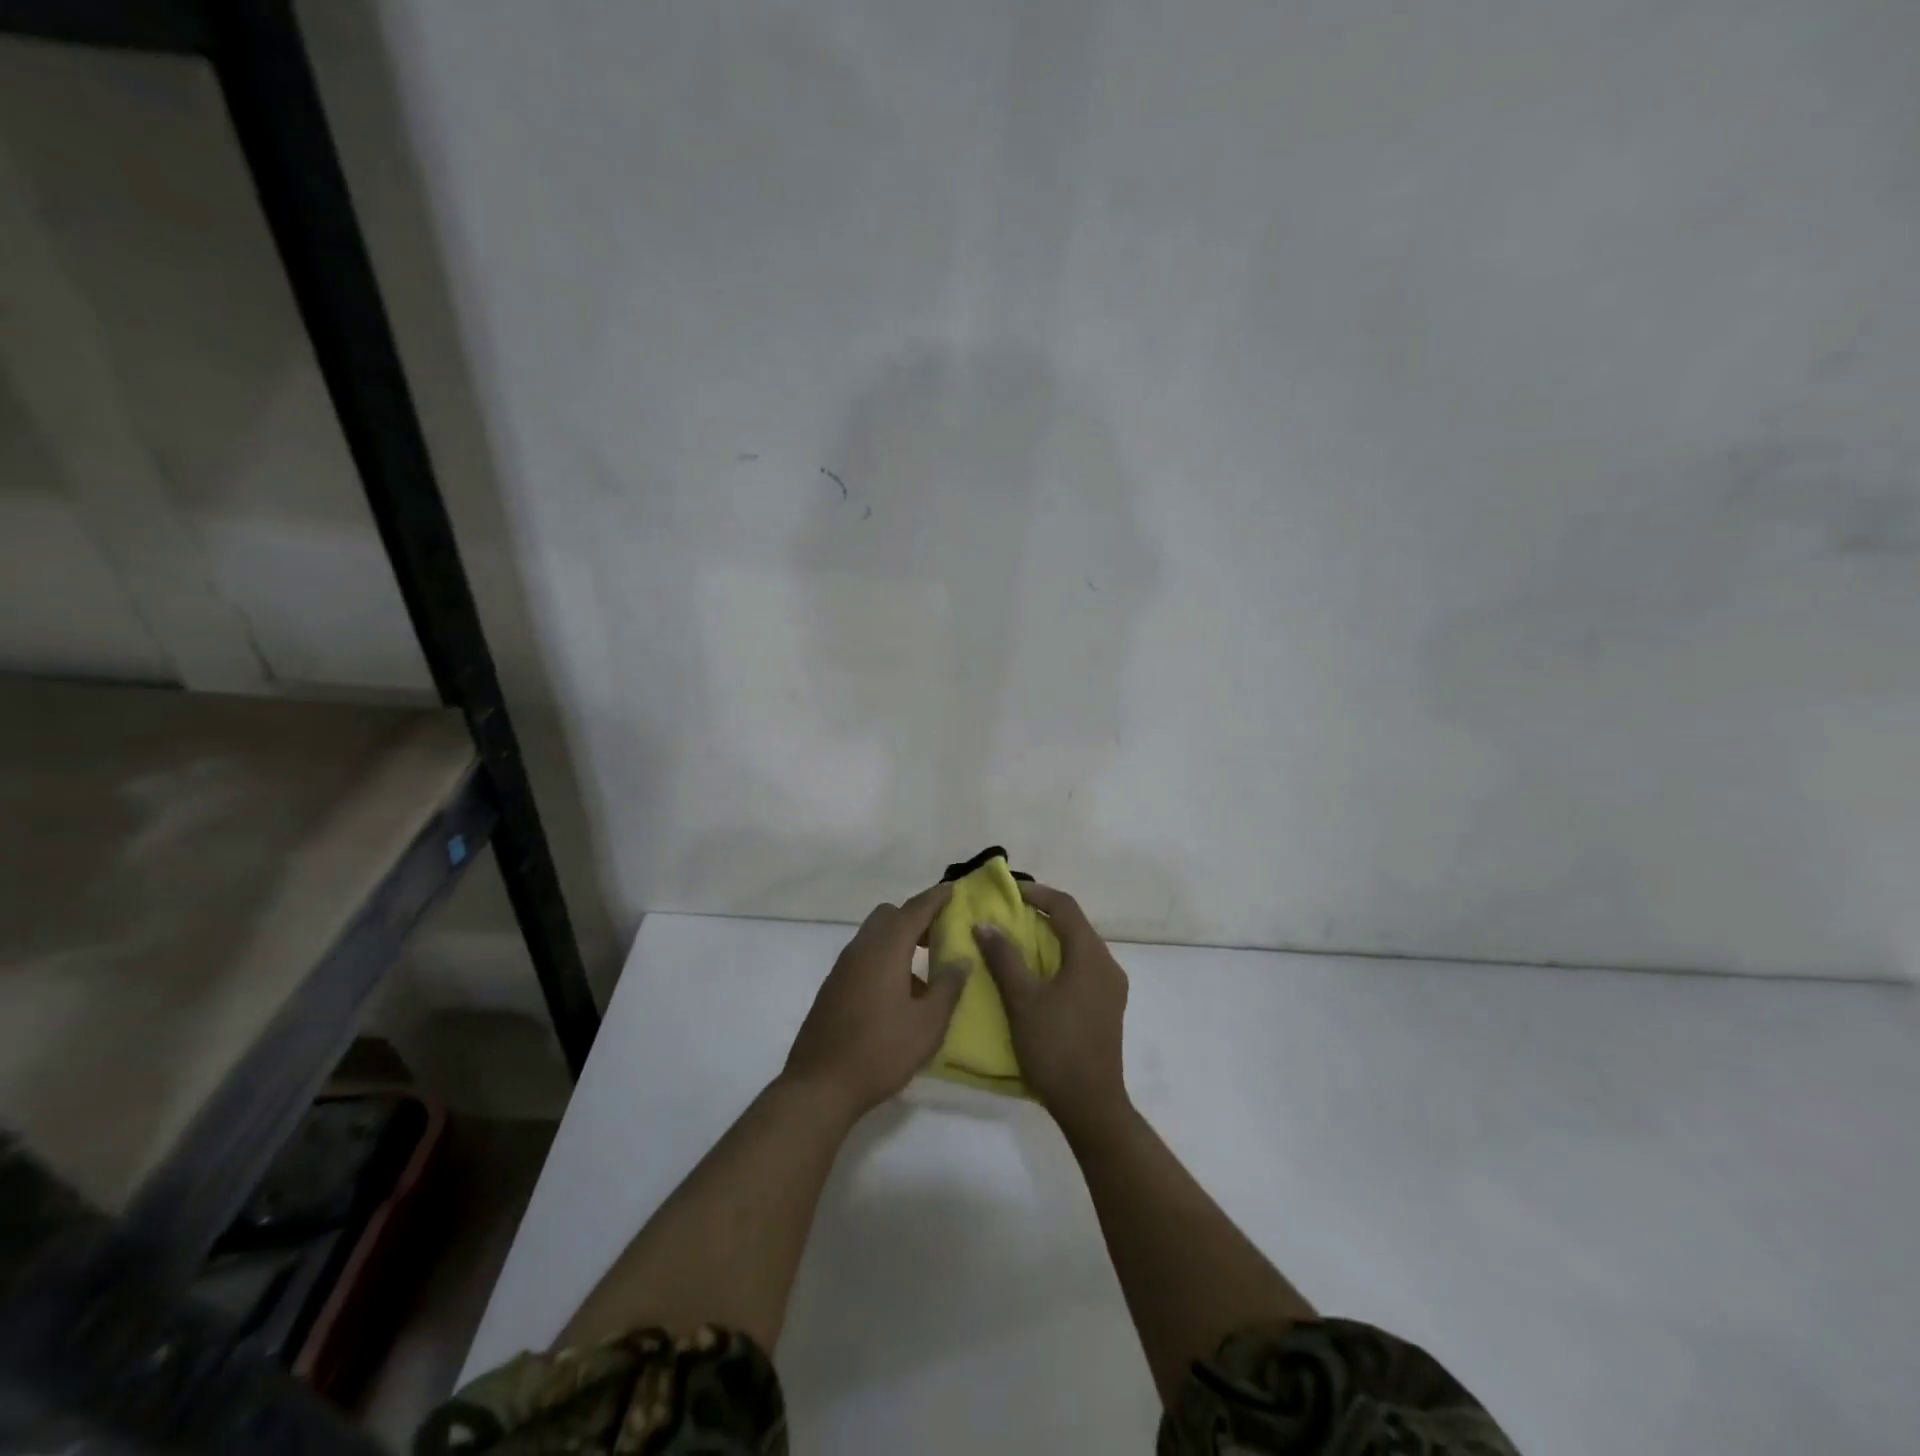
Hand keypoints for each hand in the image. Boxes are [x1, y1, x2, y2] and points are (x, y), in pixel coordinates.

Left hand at [783, 884, 966, 1118]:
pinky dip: (884, 958)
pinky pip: (864, 957)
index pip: (914, 910)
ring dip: (899, 940)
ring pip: (874, 936)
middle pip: (889, 916)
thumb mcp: (927, 1024)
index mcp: (885, 950)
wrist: (819, 1086)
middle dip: (915, 917)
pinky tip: (899, 993)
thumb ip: (948, 987)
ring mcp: (842, 968)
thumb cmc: (880, 1052)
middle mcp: (861, 949)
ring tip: (925, 968)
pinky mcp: (833, 987)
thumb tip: (961, 959)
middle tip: (941, 934)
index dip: (935, 898)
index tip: (953, 890)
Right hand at [973, 883, 1129, 1135]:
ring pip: (1079, 947)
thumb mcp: (1022, 1000)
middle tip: (1008, 914)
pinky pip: (1083, 968)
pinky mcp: (1108, 1007)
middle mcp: (1107, 965)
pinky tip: (1037, 974)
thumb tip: (985, 924)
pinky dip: (1059, 959)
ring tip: (1017, 941)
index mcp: (1090, 956)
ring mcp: (1111, 988)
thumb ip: (1004, 958)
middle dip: (1042, 914)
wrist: (1091, 1105)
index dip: (1037, 893)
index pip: (1065, 907)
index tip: (1008, 892)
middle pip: (1075, 925)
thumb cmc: (1055, 1046)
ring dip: (1050, 938)